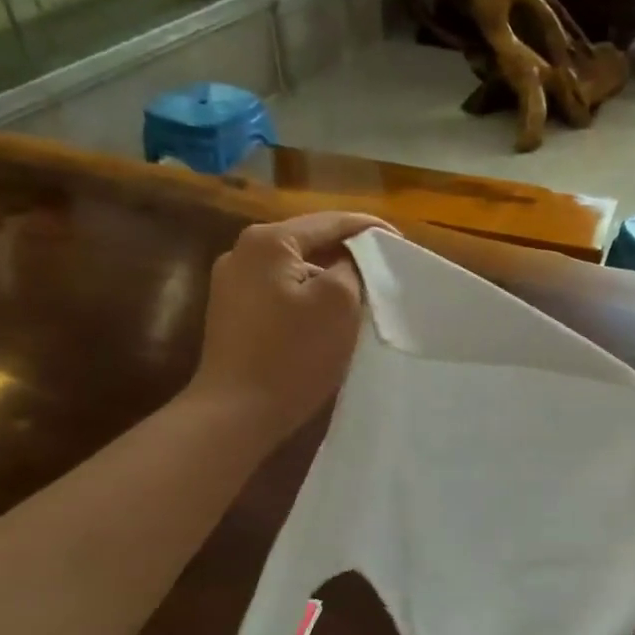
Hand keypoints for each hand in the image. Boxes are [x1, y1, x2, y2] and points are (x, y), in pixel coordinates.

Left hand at [189, 212, 394, 444]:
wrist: (236, 412)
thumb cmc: (293, 354)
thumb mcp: (339, 303)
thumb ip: (352, 267)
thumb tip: (349, 259)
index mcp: (268, 241)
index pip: (331, 221)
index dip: (371, 229)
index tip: (402, 243)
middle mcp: (242, 252)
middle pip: (309, 241)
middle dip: (348, 252)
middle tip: (385, 266)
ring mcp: (231, 283)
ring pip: (295, 267)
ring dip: (328, 275)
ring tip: (361, 291)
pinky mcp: (232, 312)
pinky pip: (279, 289)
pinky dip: (307, 294)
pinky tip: (327, 313)